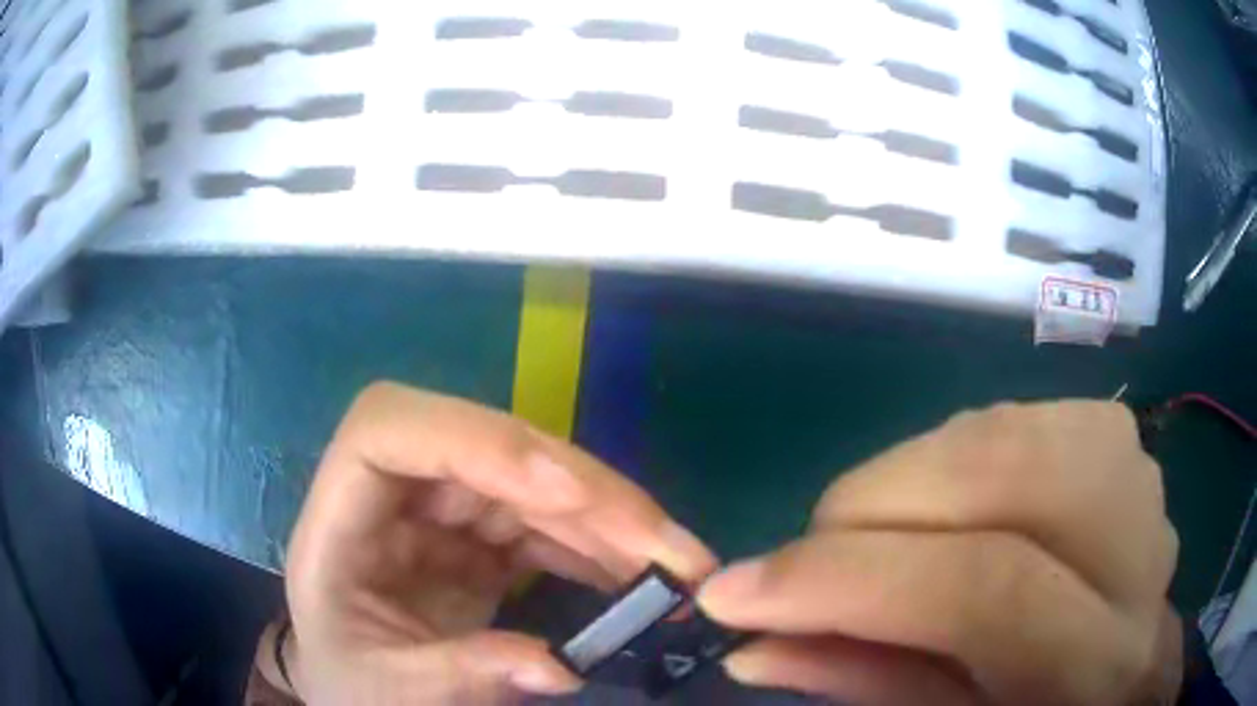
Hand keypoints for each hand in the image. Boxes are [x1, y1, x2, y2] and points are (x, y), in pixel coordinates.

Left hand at [283, 383, 716, 704]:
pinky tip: (642, 576)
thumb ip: (463, 675)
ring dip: (610, 521)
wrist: (351, 683)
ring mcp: (438, 511)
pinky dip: (599, 548)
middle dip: (583, 494)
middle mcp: (391, 496)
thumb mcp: (389, 689)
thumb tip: (562, 668)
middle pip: (487, 451)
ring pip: (531, 485)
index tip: (564, 493)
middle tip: (667, 547)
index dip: (477, 441)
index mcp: (338, 520)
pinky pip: (546, 525)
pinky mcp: (477, 536)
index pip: (389, 430)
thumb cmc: (348, 680)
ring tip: (679, 567)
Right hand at [699, 401, 1180, 705]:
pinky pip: (1014, 416)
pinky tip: (947, 507)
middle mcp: (1137, 550)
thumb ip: (865, 681)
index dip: (848, 581)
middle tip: (811, 556)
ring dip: (908, 479)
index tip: (734, 592)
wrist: (1125, 668)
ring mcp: (1138, 474)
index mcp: (1099, 663)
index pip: (982, 590)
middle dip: (872, 507)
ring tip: (878, 540)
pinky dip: (951, 455)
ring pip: (1001, 429)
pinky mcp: (1119, 435)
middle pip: (1002, 475)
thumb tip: (751, 639)